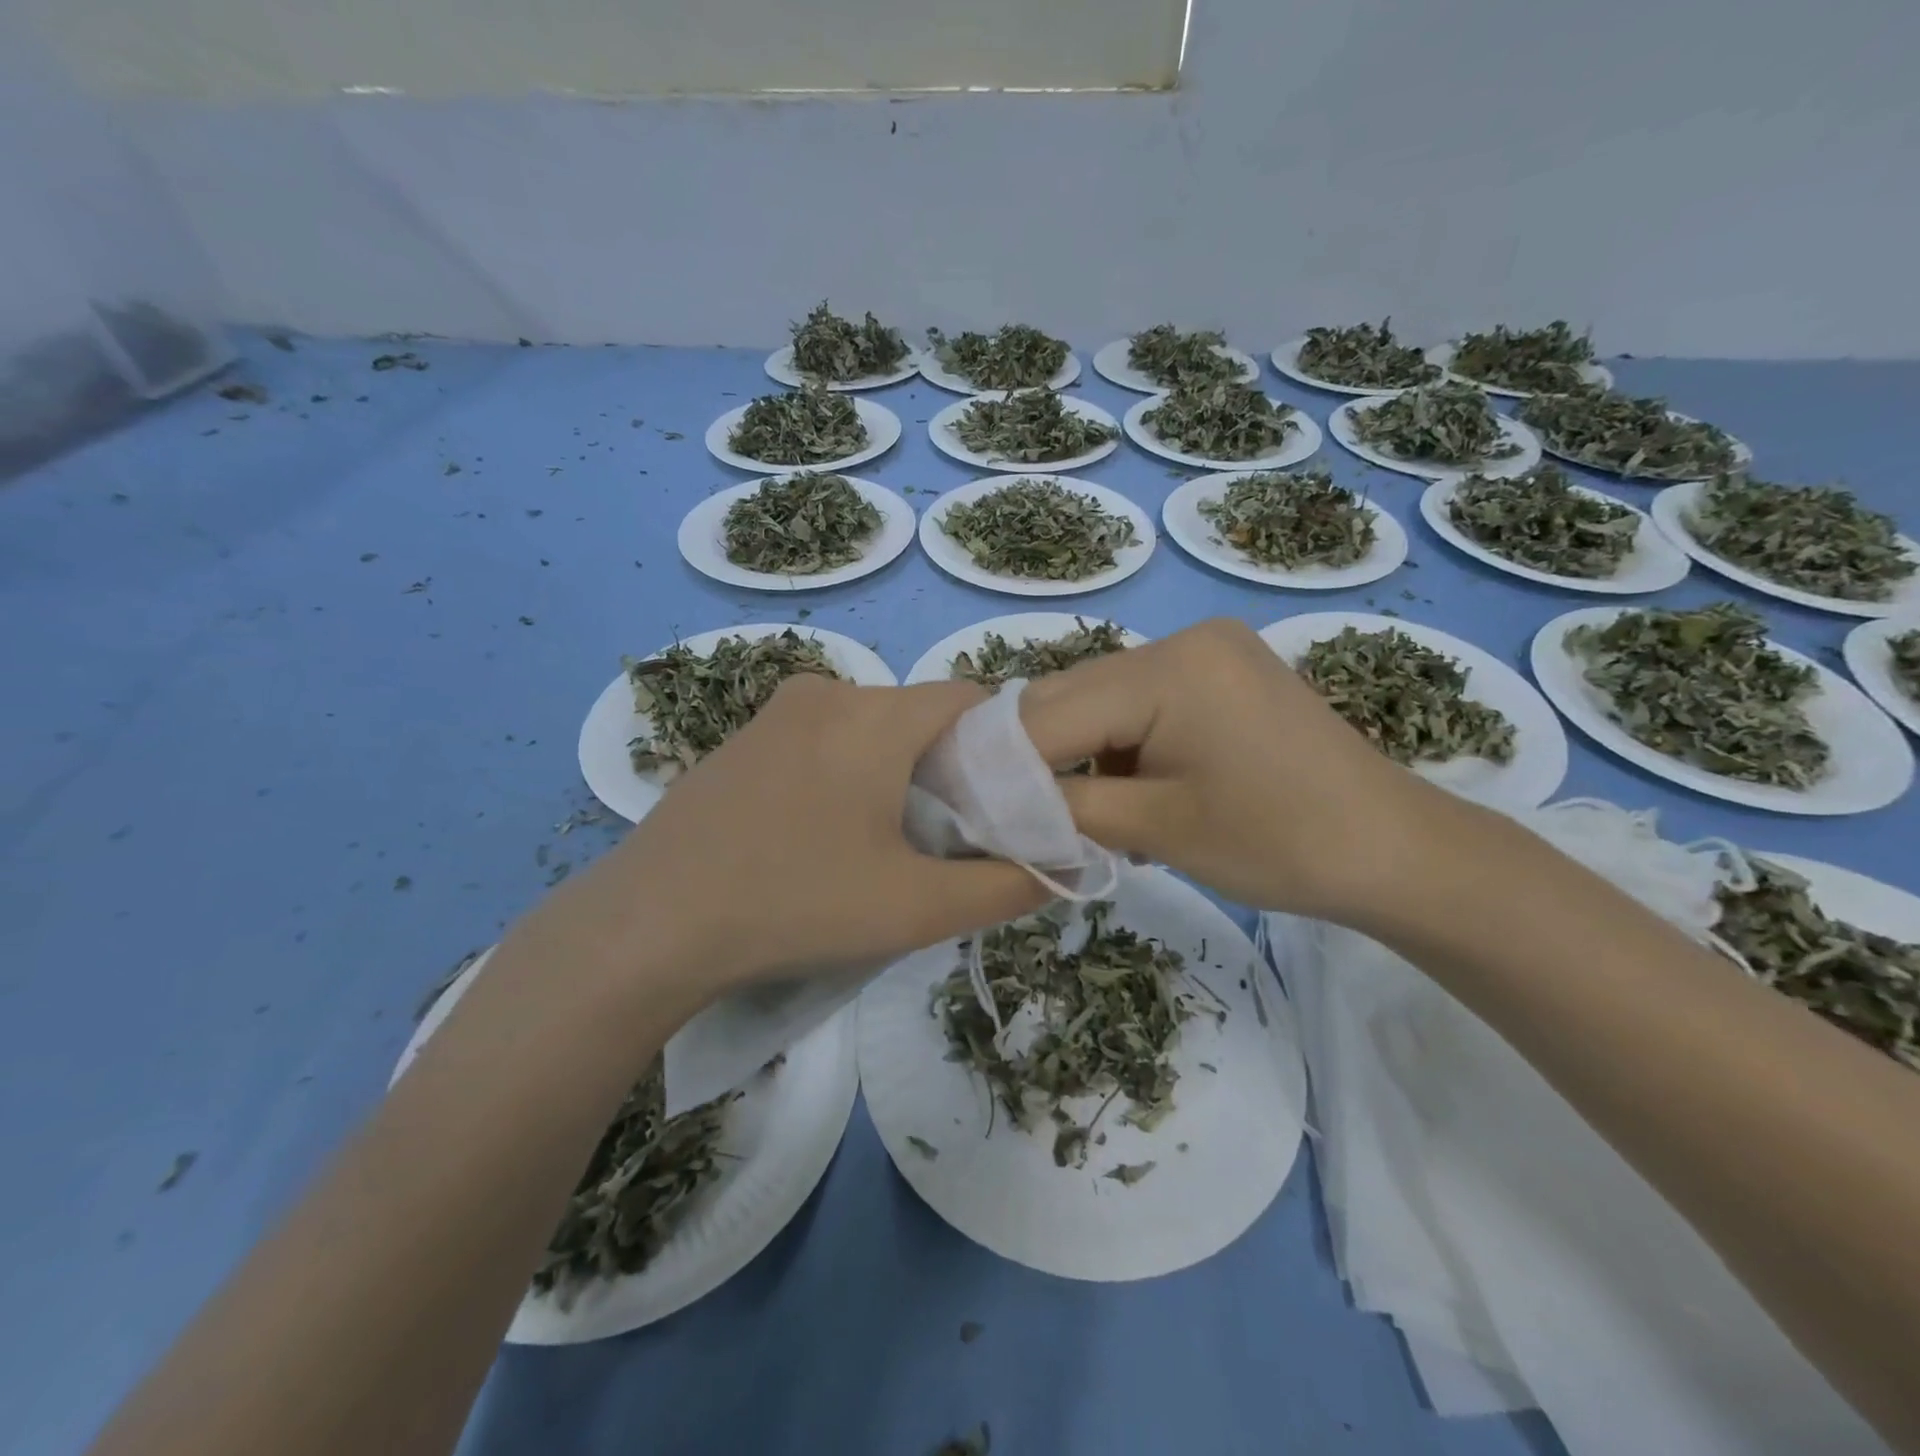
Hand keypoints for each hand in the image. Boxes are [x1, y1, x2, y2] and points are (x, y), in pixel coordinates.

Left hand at [526, 674, 1047, 1001]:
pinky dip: (844, 772)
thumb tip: (1064, 863)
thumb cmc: (795, 904)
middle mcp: (826, 691)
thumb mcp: (917, 908)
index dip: (1001, 749)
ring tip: (881, 844)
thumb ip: (1006, 884)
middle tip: (944, 838)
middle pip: (919, 715)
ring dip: (893, 772)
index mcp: (875, 715)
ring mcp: (774, 712)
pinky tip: (818, 834)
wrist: (649, 924)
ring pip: (869, 727)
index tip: (999, 807)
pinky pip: (820, 738)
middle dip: (946, 767)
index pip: (972, 701)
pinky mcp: (740, 739)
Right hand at [1020, 618, 1452, 923]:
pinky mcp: (1220, 672)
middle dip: (1035, 756)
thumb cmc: (1281, 844)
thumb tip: (992, 803)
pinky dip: (1116, 745)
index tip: (964, 807)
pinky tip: (1122, 791)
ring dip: (1075, 753)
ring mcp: (1205, 651)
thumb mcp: (1157, 830)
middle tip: (1009, 813)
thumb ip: (1064, 808)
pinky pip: (1139, 703)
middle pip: (1070, 696)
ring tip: (1072, 811)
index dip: (999, 762)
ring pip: (1100, 700)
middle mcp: (1182, 640)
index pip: (1049, 713)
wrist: (1395, 850)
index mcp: (1168, 668)